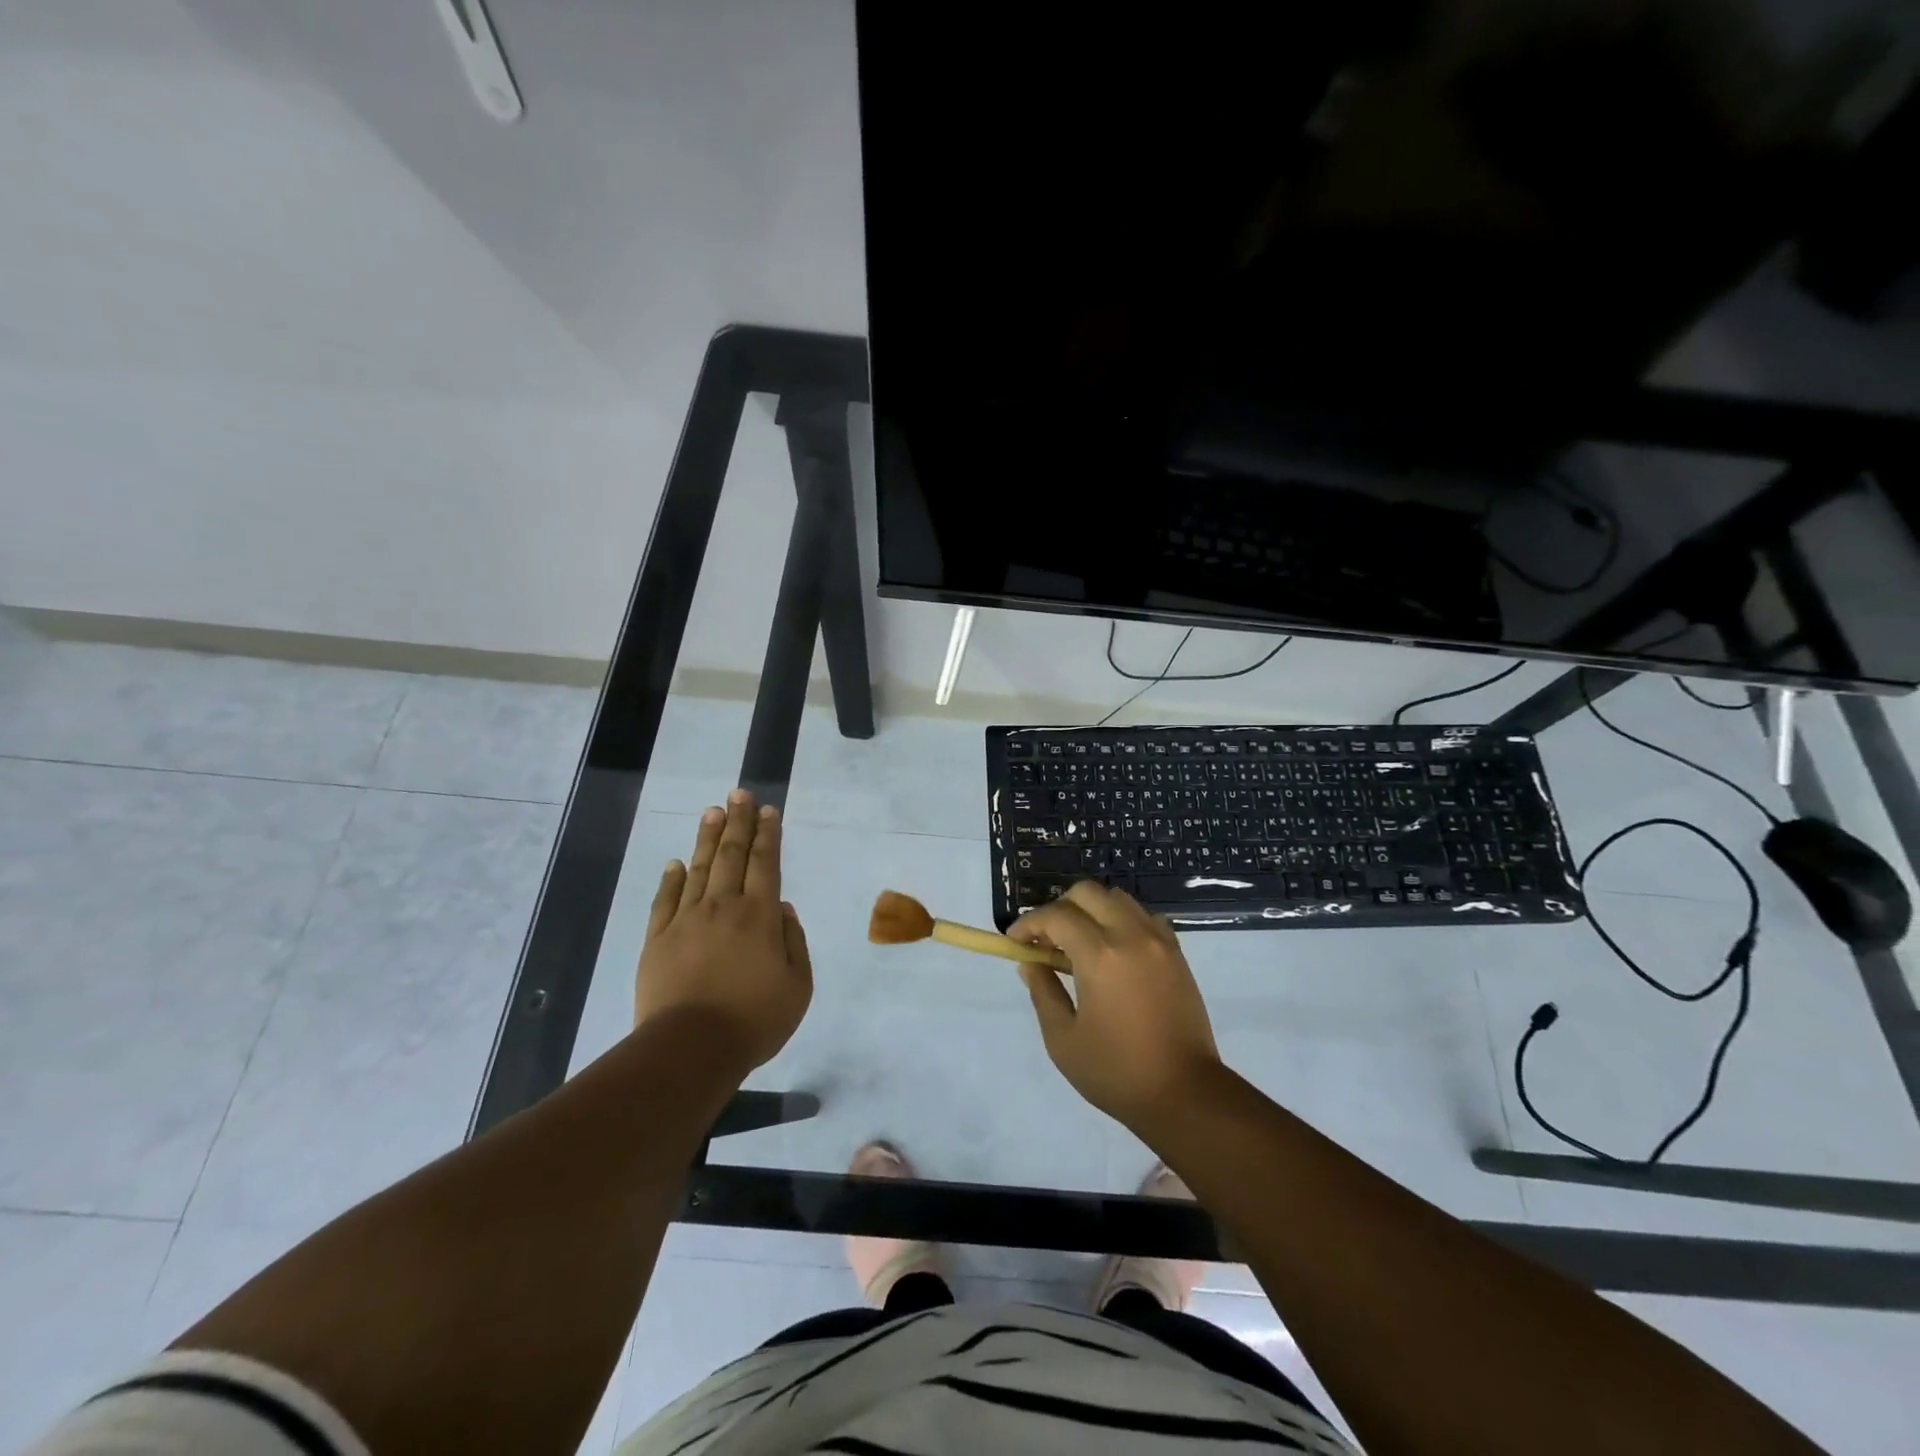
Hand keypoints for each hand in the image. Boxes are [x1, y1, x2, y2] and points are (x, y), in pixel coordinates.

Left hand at [635, 790, 812, 1075]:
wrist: (690, 1048)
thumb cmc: (754, 1020)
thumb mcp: (797, 986)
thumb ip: (793, 942)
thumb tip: (782, 908)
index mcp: (760, 916)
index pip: (766, 863)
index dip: (768, 834)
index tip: (768, 810)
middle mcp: (723, 907)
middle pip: (732, 855)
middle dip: (738, 822)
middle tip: (738, 794)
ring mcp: (686, 920)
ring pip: (698, 868)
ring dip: (707, 838)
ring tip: (712, 811)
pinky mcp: (658, 939)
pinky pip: (665, 900)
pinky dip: (671, 878)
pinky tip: (675, 863)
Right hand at [1009, 881, 1223, 1129]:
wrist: (1185, 1094)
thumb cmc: (1116, 1072)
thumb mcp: (1063, 1039)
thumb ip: (1043, 992)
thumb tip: (1030, 962)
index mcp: (1100, 956)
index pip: (1056, 916)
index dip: (1029, 923)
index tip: (1016, 941)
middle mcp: (1130, 936)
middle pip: (1087, 893)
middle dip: (1059, 907)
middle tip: (1046, 939)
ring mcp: (1158, 941)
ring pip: (1118, 898)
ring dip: (1091, 910)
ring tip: (1079, 943)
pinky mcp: (1176, 953)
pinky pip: (1144, 917)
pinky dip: (1122, 920)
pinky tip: (1114, 950)